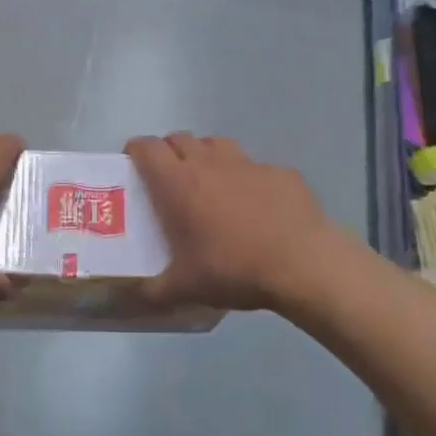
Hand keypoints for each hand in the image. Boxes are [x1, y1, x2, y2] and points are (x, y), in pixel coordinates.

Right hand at [126, 133, 344, 312]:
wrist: (302, 263)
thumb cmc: (233, 269)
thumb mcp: (185, 288)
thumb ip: (153, 290)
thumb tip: (134, 296)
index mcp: (177, 182)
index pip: (146, 147)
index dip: (136, 151)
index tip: (134, 166)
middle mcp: (208, 162)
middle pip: (179, 138)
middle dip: (169, 152)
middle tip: (170, 180)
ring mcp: (246, 163)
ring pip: (216, 144)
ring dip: (206, 156)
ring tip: (210, 185)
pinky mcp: (279, 171)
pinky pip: (255, 167)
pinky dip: (247, 179)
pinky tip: (256, 206)